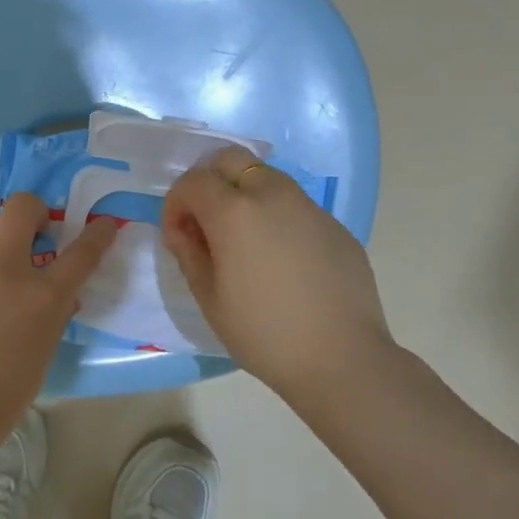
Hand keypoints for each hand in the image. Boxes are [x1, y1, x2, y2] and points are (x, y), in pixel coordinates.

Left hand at [0, 193, 117, 438]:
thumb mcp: (41, 357)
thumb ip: (53, 317)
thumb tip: (59, 294)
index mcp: (40, 297)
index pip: (82, 252)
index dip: (98, 234)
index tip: (102, 225)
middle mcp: (2, 270)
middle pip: (22, 207)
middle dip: (35, 212)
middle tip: (35, 234)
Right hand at [162, 145, 395, 401]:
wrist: (342, 358)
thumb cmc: (264, 333)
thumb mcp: (209, 299)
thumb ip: (189, 253)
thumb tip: (183, 229)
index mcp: (234, 212)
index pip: (193, 182)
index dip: (176, 204)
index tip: (178, 235)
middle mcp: (272, 195)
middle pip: (231, 160)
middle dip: (209, 181)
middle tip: (206, 222)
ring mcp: (309, 207)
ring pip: (266, 178)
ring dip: (244, 195)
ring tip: (244, 242)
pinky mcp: (334, 225)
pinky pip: (295, 206)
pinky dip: (277, 217)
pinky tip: (282, 261)